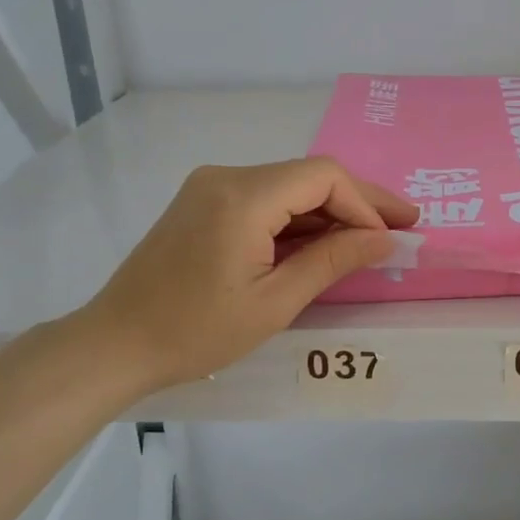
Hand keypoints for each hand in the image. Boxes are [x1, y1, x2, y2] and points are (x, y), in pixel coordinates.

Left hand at [70, 158, 417, 401]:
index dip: (365, 204)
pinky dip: (297, 219)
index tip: (390, 239)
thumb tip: (385, 239)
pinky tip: (323, 241)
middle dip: (357, 202)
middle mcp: (226, 177)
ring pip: (288, 186)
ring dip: (329, 212)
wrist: (115, 343)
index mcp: (242, 197)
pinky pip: (265, 199)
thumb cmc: (195, 332)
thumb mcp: (274, 303)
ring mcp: (211, 186)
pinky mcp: (203, 202)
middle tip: (404, 224)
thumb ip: (332, 262)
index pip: (323, 177)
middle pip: (308, 176)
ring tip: (370, 238)